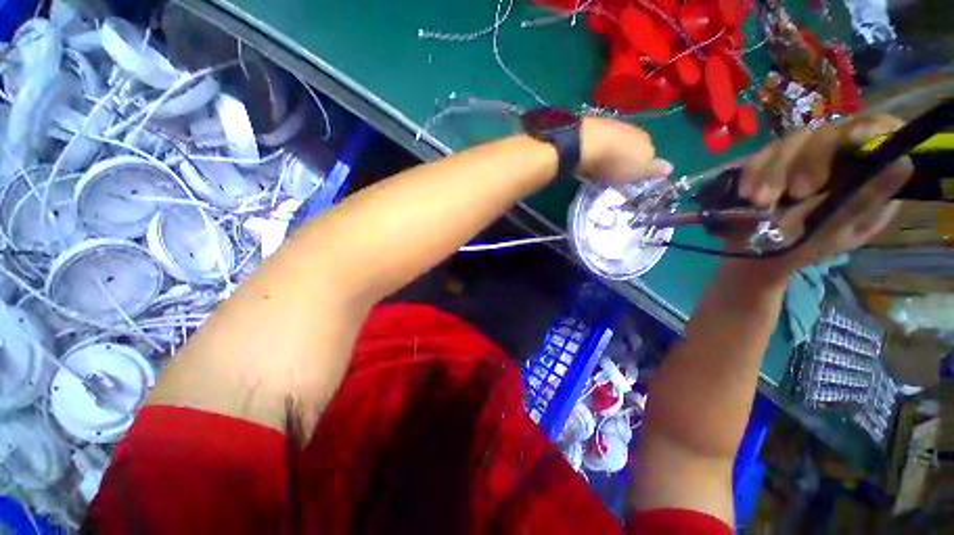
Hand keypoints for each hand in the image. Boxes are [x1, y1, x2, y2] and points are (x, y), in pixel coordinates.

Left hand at [577, 116, 672, 182]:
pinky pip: (604, 140)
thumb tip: (670, 167)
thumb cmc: (614, 163)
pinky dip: (601, 147)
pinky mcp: (598, 126)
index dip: (640, 168)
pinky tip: (593, 155)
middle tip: (615, 173)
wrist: (587, 143)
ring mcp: (617, 126)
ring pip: (620, 142)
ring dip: (614, 152)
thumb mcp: (635, 172)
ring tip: (602, 166)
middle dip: (627, 159)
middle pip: (635, 147)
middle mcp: (636, 130)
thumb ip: (652, 170)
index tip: (629, 178)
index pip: (650, 155)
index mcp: (648, 142)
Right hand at [733, 114, 913, 284]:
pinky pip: (758, 157)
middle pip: (826, 133)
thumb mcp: (844, 229)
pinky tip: (746, 194)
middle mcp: (833, 151)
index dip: (868, 129)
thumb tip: (903, 163)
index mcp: (864, 165)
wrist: (758, 252)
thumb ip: (868, 199)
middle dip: (808, 161)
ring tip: (759, 201)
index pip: (875, 129)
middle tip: (796, 193)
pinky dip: (752, 173)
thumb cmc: (809, 245)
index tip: (853, 142)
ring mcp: (797, 154)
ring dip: (772, 172)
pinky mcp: (768, 161)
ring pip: (789, 143)